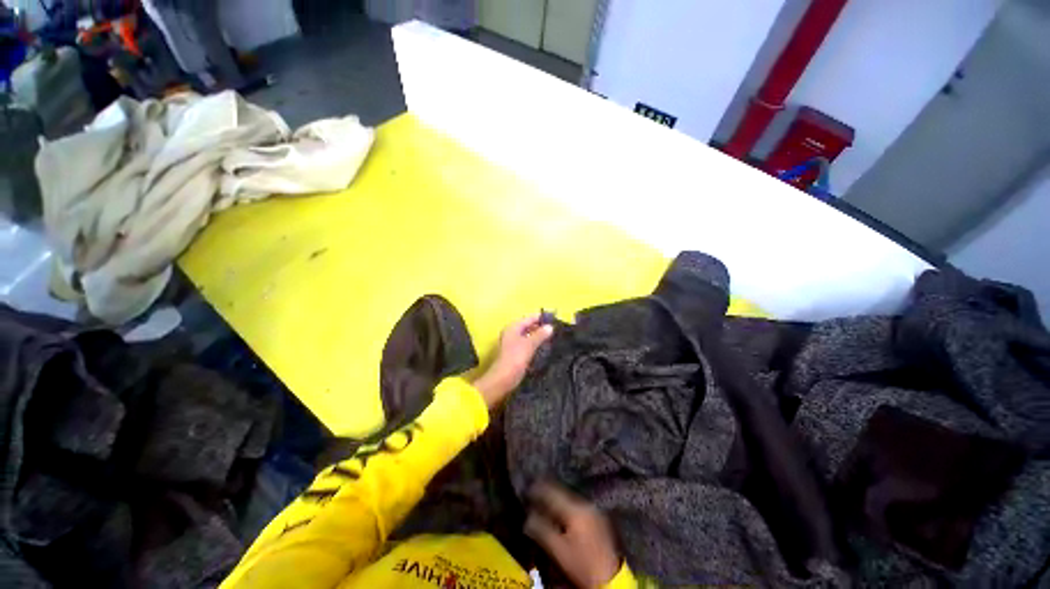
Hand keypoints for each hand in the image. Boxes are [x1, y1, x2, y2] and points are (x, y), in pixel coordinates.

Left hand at [473, 314, 553, 409]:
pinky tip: (544, 348)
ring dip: (538, 336)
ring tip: (552, 338)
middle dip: (540, 327)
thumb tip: (550, 327)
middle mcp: (511, 332)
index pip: (529, 318)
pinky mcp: (515, 353)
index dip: (541, 318)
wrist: (503, 379)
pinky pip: (527, 344)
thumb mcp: (530, 344)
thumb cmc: (515, 358)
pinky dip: (535, 344)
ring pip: (528, 335)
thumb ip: (540, 334)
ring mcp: (512, 343)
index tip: (554, 319)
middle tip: (556, 329)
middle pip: (528, 326)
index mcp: (513, 327)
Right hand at [525, 482, 620, 587]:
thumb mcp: (558, 551)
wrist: (610, 578)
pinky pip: (578, 508)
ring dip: (557, 502)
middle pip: (562, 494)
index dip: (538, 490)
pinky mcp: (599, 520)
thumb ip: (541, 531)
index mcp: (575, 508)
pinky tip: (561, 517)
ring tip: (545, 506)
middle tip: (535, 498)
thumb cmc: (582, 565)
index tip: (527, 489)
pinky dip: (567, 509)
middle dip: (548, 496)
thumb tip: (527, 518)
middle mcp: (586, 504)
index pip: (552, 493)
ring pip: (570, 501)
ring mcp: (594, 511)